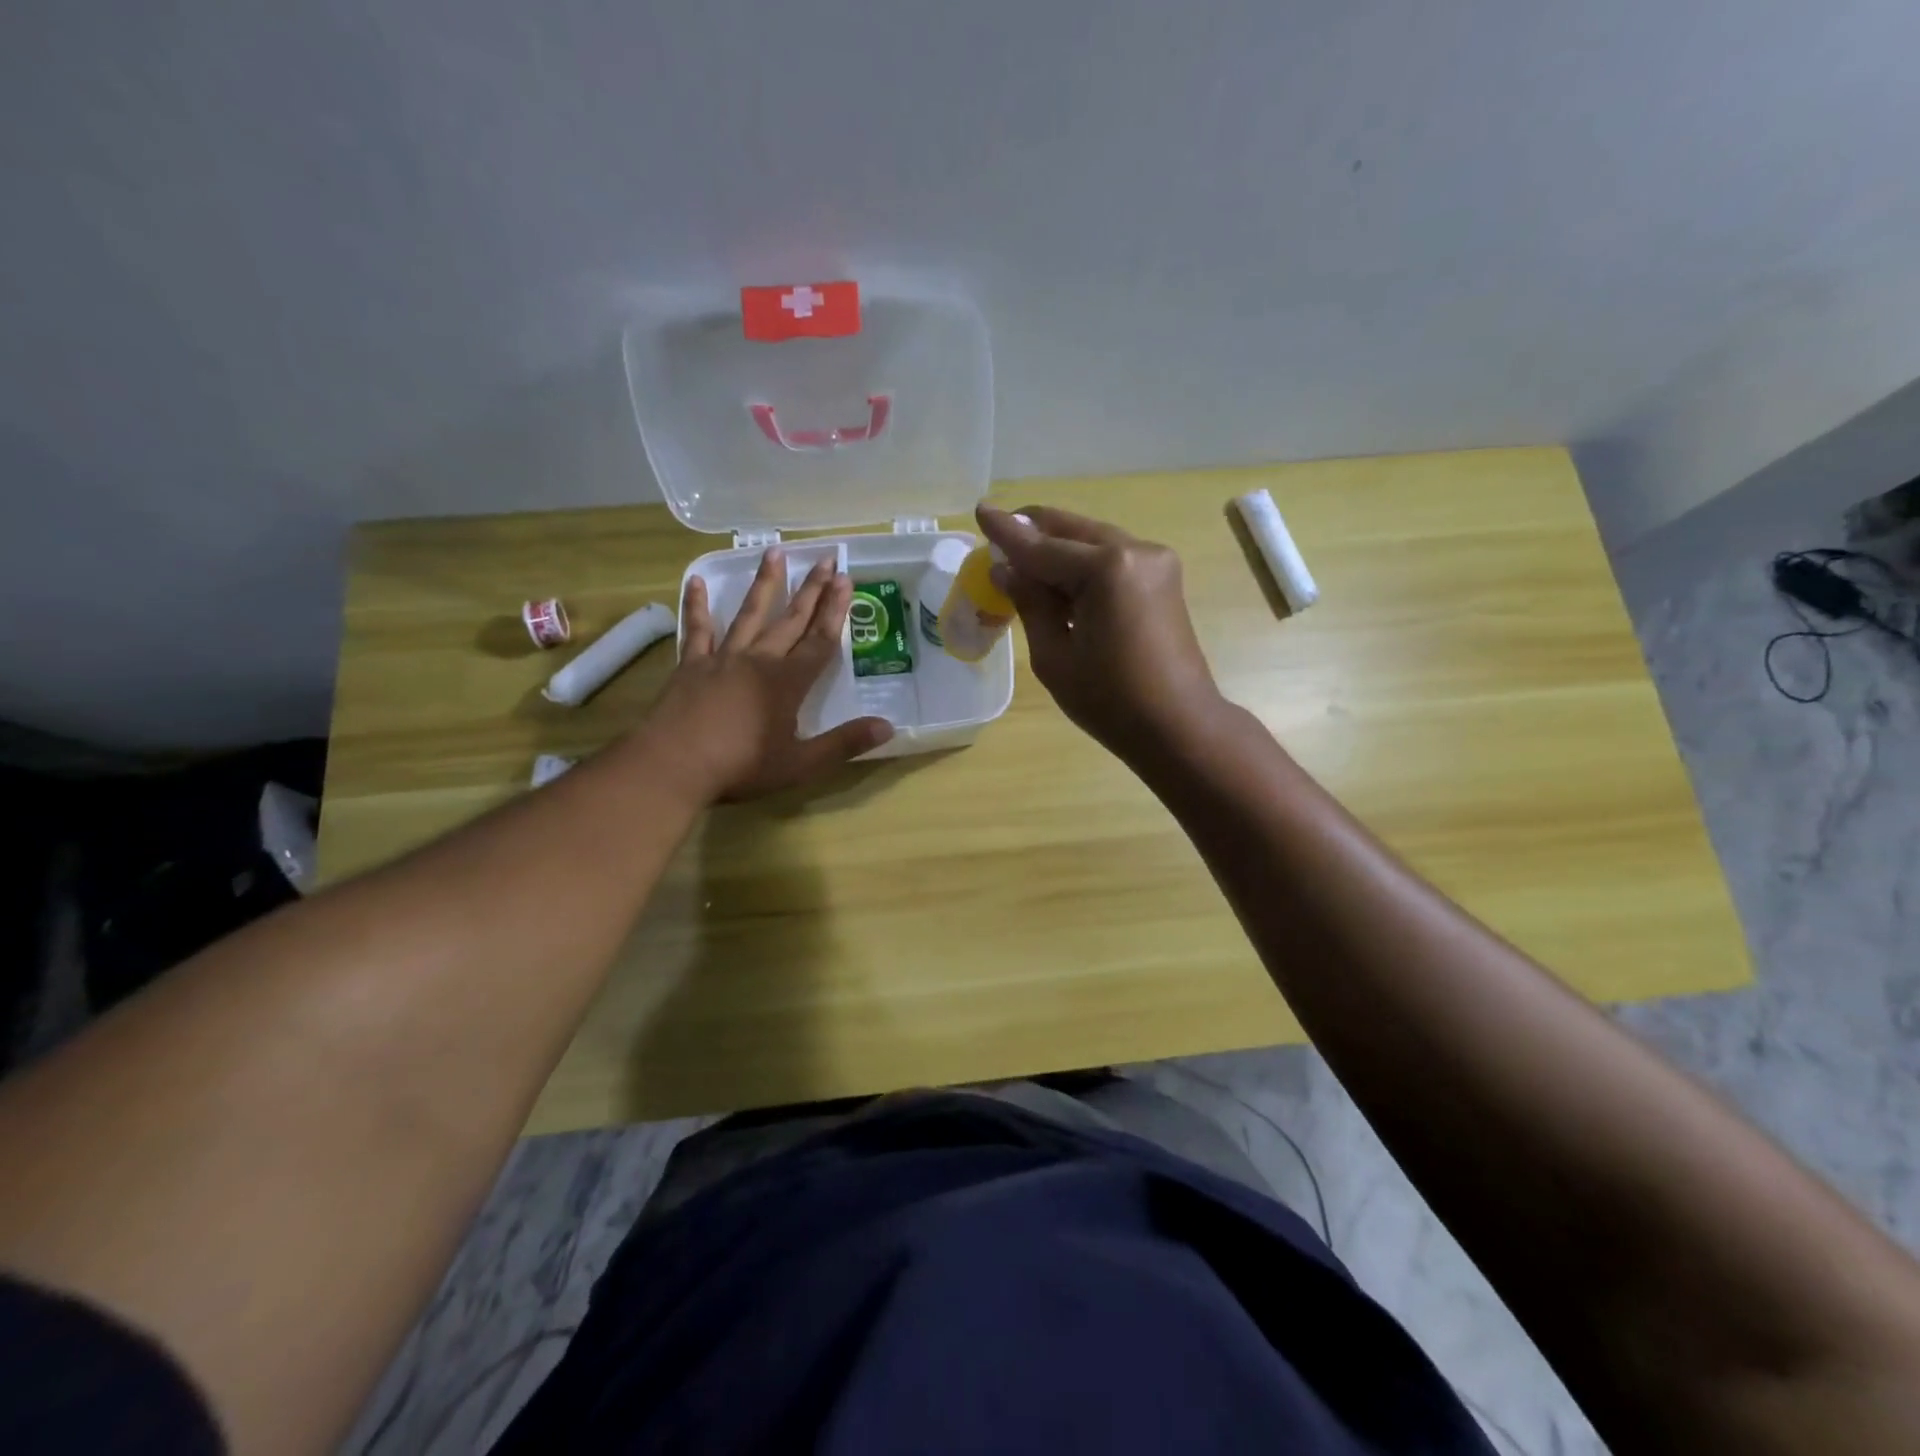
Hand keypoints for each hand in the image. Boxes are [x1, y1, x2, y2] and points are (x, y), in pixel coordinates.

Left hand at [648, 551, 892, 800]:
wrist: (674, 765)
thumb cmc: (741, 767)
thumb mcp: (800, 764)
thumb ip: (844, 744)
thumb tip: (888, 727)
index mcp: (787, 683)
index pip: (819, 641)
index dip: (835, 611)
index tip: (845, 579)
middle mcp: (758, 661)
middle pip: (790, 620)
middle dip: (811, 590)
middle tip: (826, 558)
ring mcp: (722, 659)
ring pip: (748, 614)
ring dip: (764, 584)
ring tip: (775, 551)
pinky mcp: (691, 666)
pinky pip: (697, 630)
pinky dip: (697, 605)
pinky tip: (695, 581)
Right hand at [977, 504, 1224, 760]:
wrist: (1178, 726)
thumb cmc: (1110, 701)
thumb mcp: (1054, 656)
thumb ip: (1030, 603)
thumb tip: (1006, 569)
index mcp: (1107, 569)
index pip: (1042, 546)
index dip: (1006, 532)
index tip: (980, 509)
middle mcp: (1135, 550)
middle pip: (1070, 531)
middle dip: (1032, 534)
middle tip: (997, 539)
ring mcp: (1155, 561)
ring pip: (1090, 540)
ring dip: (1056, 549)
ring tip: (1022, 565)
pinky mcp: (1162, 577)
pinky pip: (1110, 557)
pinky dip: (1081, 564)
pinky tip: (1059, 581)